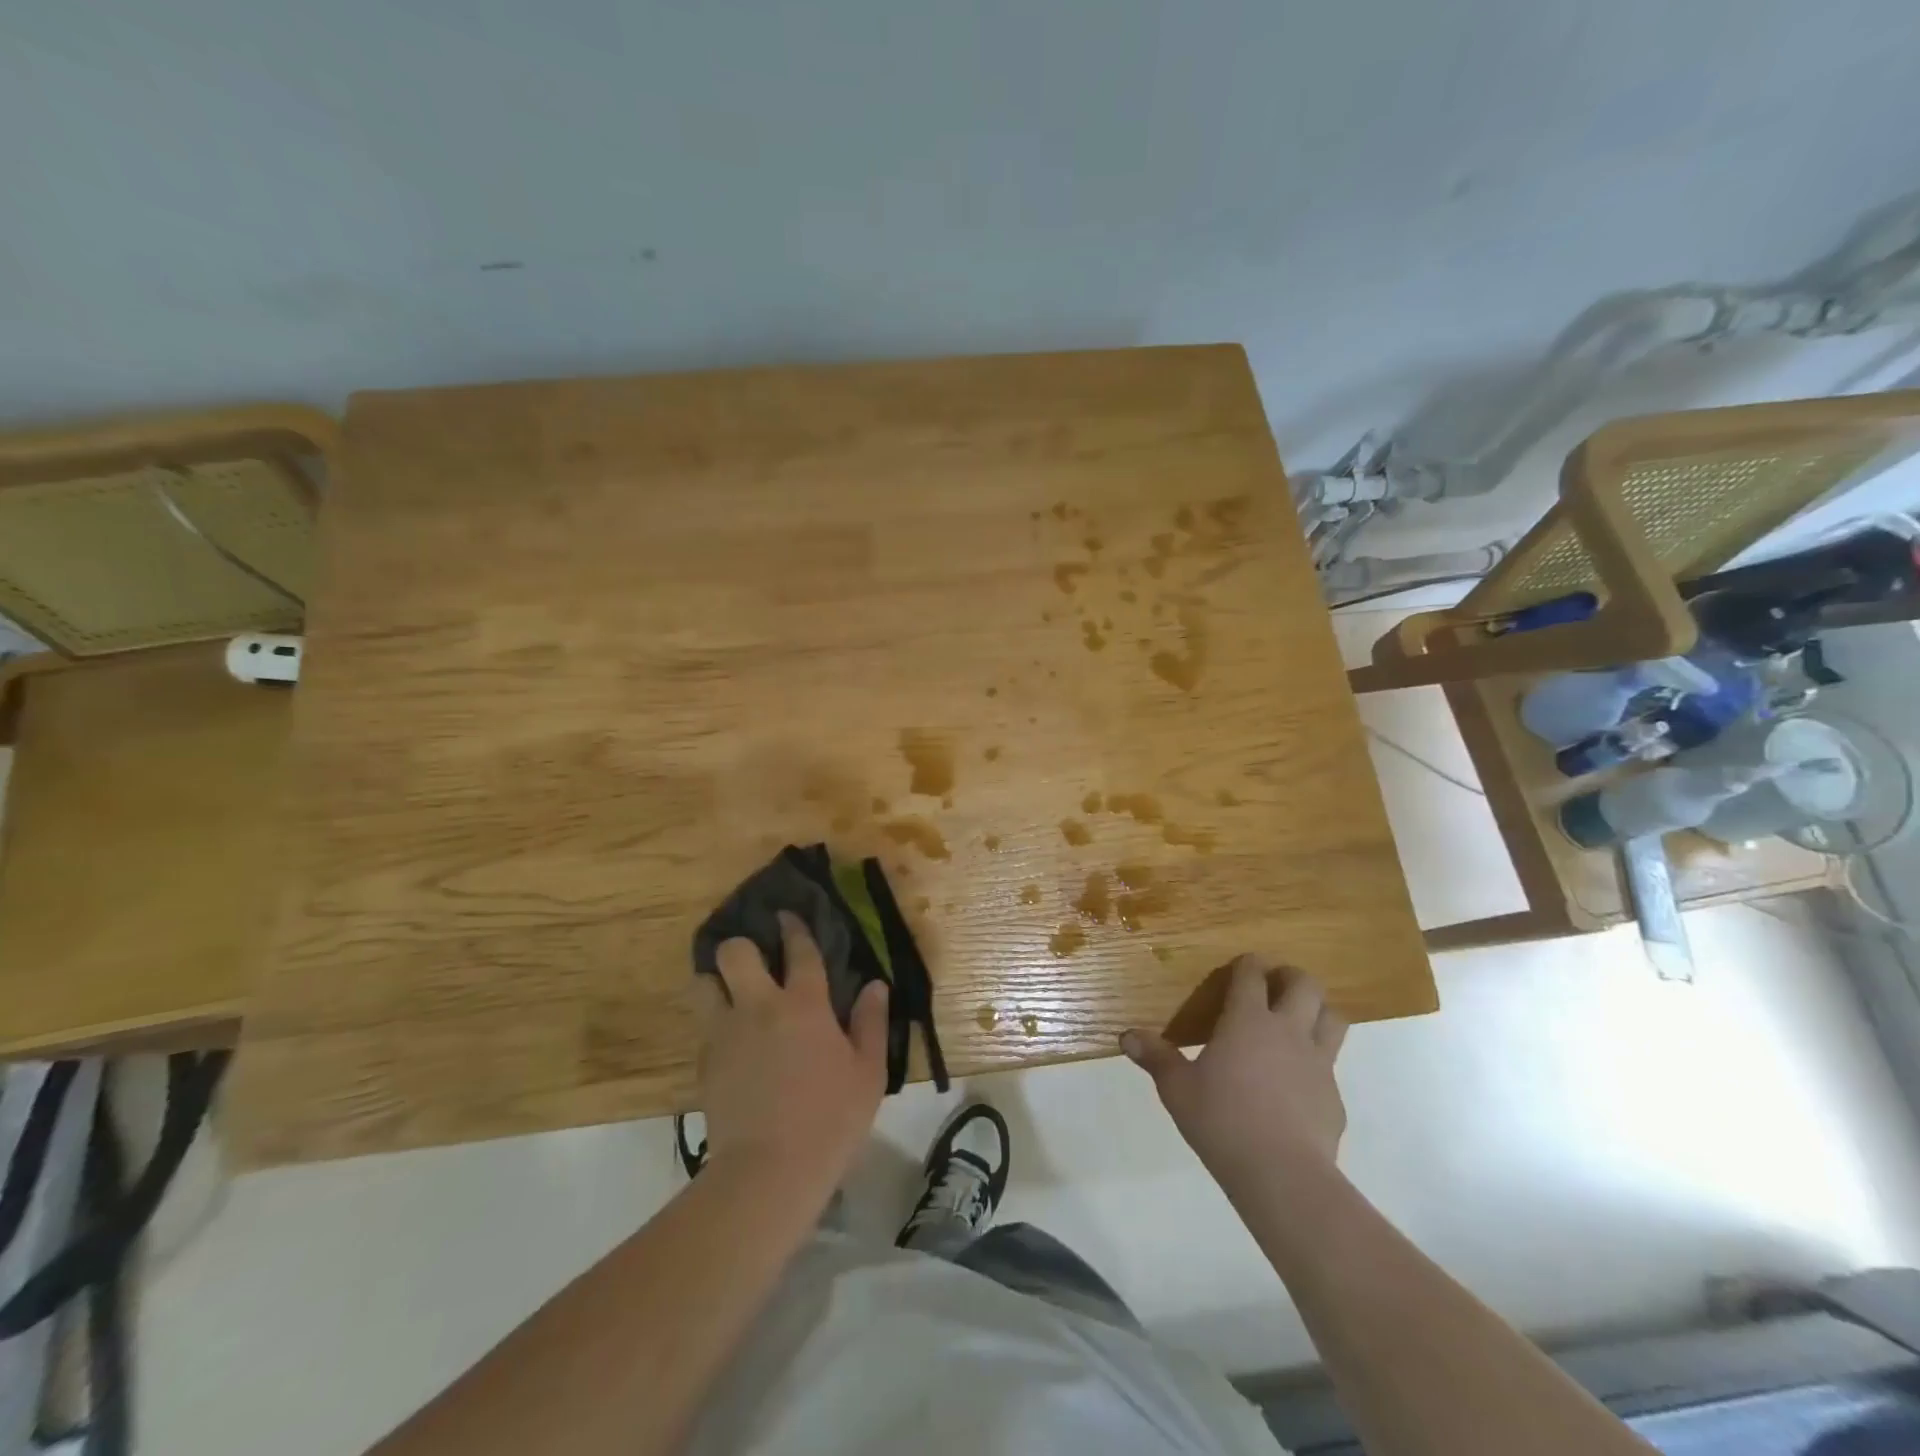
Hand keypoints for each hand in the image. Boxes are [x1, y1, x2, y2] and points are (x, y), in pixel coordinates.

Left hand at [694, 913, 888, 1206]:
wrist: (768, 1173)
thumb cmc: (830, 1120)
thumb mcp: (868, 1073)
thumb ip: (871, 1023)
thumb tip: (875, 986)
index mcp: (804, 1004)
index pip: (798, 950)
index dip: (794, 927)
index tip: (787, 916)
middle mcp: (759, 1007)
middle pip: (734, 953)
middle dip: (741, 946)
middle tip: (754, 959)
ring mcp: (725, 1034)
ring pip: (703, 984)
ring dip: (715, 981)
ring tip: (730, 992)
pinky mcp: (704, 1064)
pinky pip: (703, 1028)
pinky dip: (715, 1025)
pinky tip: (731, 1042)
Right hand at [1122, 956, 1347, 1200]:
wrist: (1282, 1175)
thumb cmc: (1222, 1120)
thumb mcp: (1178, 1089)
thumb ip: (1156, 1058)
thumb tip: (1126, 1037)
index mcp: (1248, 1020)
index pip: (1252, 975)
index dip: (1248, 964)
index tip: (1242, 964)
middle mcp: (1288, 1031)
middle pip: (1305, 985)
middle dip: (1291, 977)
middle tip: (1275, 985)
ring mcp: (1318, 1063)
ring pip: (1332, 1018)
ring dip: (1317, 1012)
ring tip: (1298, 1022)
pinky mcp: (1334, 1097)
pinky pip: (1331, 1067)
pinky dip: (1317, 1065)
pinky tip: (1297, 1085)